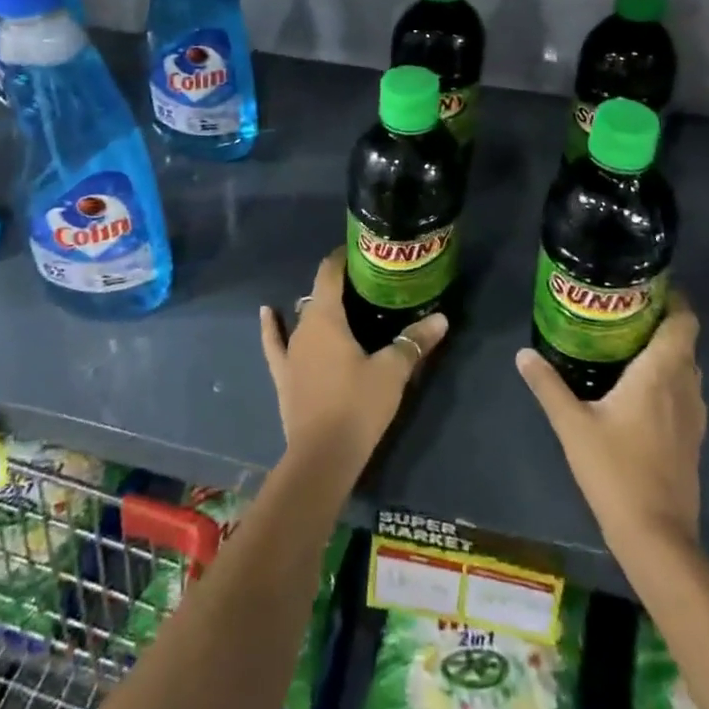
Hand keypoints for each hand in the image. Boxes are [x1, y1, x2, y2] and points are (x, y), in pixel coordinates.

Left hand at [260, 249, 448, 485]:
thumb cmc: (358, 405)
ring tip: (341, 302)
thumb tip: (442, 318)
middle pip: (319, 293)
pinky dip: (271, 326)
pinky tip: (267, 312)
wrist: (322, 457)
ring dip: (319, 307)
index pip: (330, 272)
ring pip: (304, 317)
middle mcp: (303, 326)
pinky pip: (275, 342)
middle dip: (340, 285)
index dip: (343, 257)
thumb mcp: (392, 372)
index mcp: (326, 316)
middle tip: (367, 283)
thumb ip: (415, 341)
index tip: (361, 251)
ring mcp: (290, 352)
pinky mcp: (283, 375)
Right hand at [516, 293, 705, 554]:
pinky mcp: (693, 439)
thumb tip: (523, 353)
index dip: (674, 299)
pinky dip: (667, 380)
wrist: (657, 537)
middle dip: (659, 321)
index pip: (685, 321)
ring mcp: (694, 415)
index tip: (646, 287)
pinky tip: (636, 390)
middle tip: (622, 311)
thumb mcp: (572, 424)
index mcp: (661, 372)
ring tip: (626, 344)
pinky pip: (684, 392)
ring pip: (685, 368)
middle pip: (684, 341)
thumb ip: (548, 385)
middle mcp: (685, 386)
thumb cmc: (616, 471)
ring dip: (664, 352)